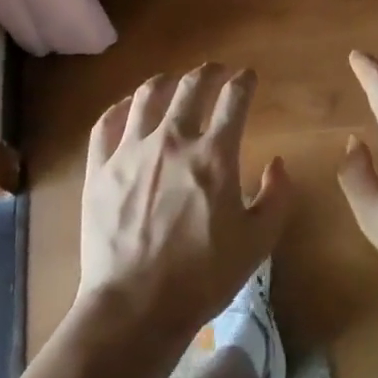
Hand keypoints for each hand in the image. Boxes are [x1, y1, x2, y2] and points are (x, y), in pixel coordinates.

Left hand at [77, 64, 291, 359]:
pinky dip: (120, 108)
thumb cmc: (203, 277)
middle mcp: (172, 141)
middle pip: (191, 87)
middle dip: (208, 72)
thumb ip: (276, 197)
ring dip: (165, 81)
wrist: (136, 306)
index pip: (234, 99)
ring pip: (147, 96)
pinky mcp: (100, 168)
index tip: (248, 77)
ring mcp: (131, 151)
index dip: (244, 82)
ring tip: (173, 81)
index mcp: (214, 155)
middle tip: (216, 71)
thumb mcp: (257, 243)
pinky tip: (127, 107)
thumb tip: (278, 162)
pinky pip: (106, 124)